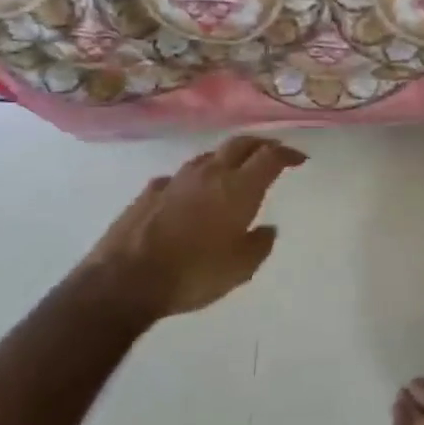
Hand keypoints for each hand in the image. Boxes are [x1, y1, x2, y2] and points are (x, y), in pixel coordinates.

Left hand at [73, 136, 306, 323]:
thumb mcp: (241, 268)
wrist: (124, 281)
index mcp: (238, 187)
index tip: (299, 159)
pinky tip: (190, 194)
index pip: (270, 156)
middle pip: (240, 144)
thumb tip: (266, 229)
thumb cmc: (193, 273)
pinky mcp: (150, 192)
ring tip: (234, 170)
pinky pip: (180, 177)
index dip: (288, 153)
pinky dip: (194, 179)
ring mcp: (176, 179)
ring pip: (209, 156)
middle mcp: (210, 173)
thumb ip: (259, 244)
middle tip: (271, 153)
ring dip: (227, 158)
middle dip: (260, 145)